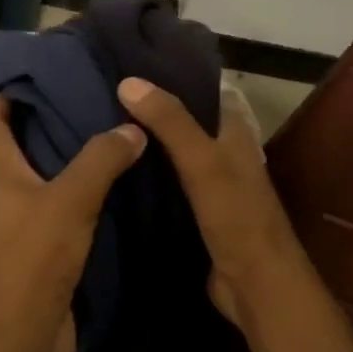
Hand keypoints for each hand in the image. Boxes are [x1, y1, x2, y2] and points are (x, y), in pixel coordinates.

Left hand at [0, 96, 144, 351]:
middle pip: (18, 140)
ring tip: (106, 124)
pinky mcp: (45, 242)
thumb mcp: (70, 200)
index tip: (38, 68)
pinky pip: (64, 200)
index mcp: (0, 171)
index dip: (5, 92)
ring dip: (68, 150)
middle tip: (86, 90)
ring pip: (44, 171)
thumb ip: (100, 160)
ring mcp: (25, 217)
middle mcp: (7, 189)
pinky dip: (82, 184)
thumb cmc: (35, 258)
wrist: (26, 333)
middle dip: (45, 115)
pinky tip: (114, 175)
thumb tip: (132, 126)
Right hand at [117, 77, 301, 330]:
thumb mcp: (202, 162)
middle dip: (147, 111)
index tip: (125, 66)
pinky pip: (164, 184)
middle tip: (100, 97)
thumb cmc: (236, 217)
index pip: (200, 90)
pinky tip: (112, 171)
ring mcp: (208, 184)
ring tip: (97, 128)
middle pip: (181, 122)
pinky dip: (143, 176)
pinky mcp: (194, 211)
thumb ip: (170, 121)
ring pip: (170, 154)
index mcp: (233, 132)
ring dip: (143, 144)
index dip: (168, 76)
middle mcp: (222, 152)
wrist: (255, 285)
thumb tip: (128, 81)